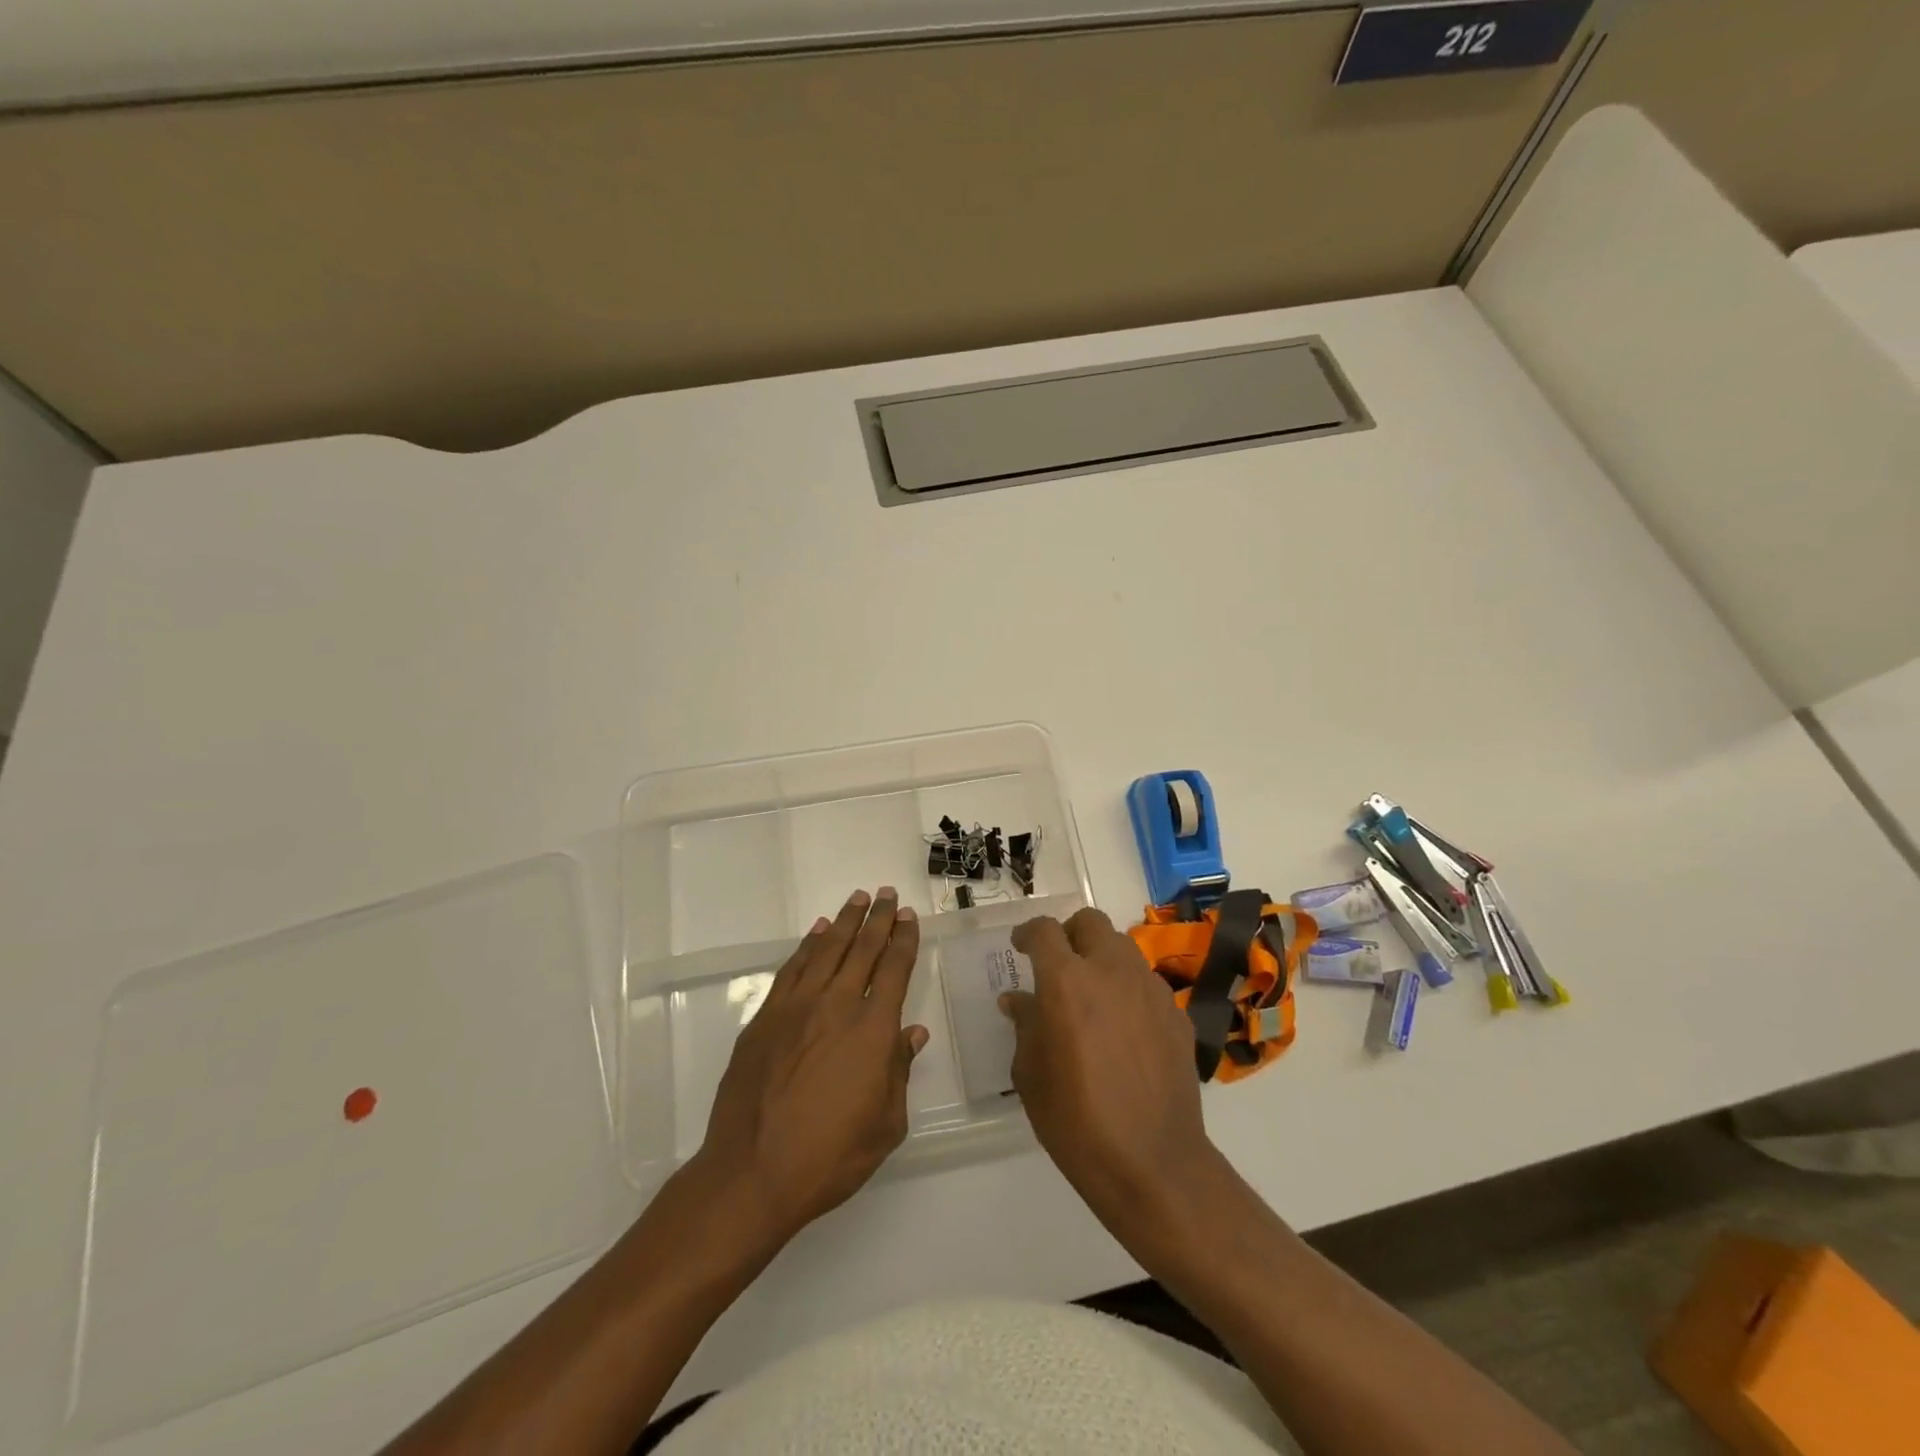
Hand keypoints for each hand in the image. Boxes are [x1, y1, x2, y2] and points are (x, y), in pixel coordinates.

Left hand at [693, 888, 927, 1246]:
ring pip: (827, 950)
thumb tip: (911, 1034)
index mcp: (872, 1031)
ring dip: (845, 921)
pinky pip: (792, 968)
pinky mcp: (765, 1018)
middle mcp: (837, 1006)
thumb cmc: (829, 1157)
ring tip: (858, 899)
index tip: (909, 917)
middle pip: (863, 949)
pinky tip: (817, 932)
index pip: (894, 970)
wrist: (752, 1173)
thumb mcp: (885, 1125)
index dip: (904, 939)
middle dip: (879, 918)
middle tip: (887, 894)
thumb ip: (899, 1072)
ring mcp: (797, 1008)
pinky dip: (807, 945)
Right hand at [1001, 908, 1220, 1227]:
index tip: (1021, 948)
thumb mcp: (1031, 1074)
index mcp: (1066, 981)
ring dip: (1102, 958)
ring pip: (1122, 947)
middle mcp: (1110, 971)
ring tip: (1092, 995)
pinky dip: (1129, 990)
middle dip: (1070, 933)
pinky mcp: (1175, 1014)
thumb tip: (1019, 1000)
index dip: (1028, 933)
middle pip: (1090, 922)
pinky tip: (1124, 1029)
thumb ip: (1025, 1026)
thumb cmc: (1076, 1121)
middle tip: (1059, 963)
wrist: (1152, 1163)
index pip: (1044, 930)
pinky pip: (1146, 983)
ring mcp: (1149, 989)